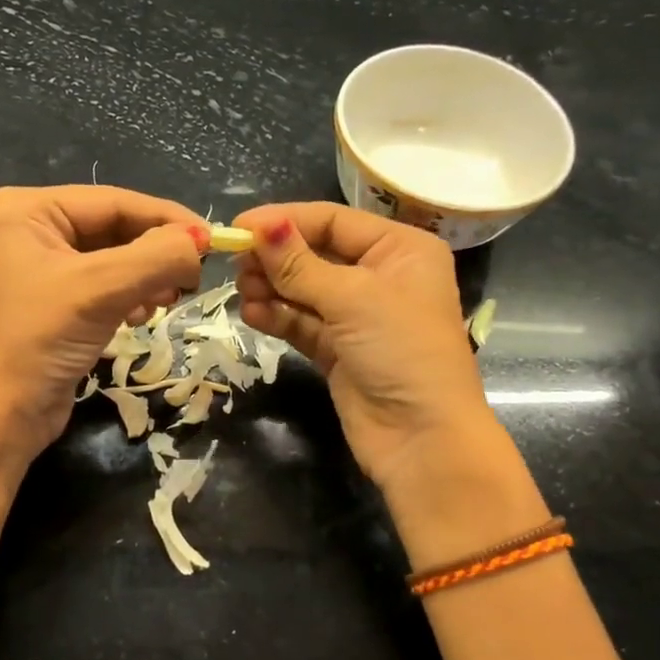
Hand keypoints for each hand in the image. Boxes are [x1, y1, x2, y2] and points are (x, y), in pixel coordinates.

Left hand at [0, 185, 207, 463]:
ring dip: (147, 277)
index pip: (112, 201)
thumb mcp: (102, 289)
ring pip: (115, 257)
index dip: (166, 218)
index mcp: (26, 210)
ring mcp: (42, 266)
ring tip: (166, 301)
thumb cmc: (41, 340)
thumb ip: (157, 257)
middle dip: (155, 253)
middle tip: (193, 277)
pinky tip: (142, 316)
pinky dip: (131, 296)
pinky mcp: (55, 300)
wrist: (4, 416)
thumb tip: (200, 243)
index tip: (213, 239)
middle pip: (115, 228)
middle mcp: (30, 229)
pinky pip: (106, 284)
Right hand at [234, 202, 497, 493]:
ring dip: (272, 287)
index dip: (286, 221)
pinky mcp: (338, 350)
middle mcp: (380, 276)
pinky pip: (301, 322)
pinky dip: (277, 316)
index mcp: (400, 250)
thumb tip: (261, 227)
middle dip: (276, 258)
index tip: (239, 228)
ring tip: (242, 291)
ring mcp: (357, 316)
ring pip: (304, 289)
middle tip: (237, 263)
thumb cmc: (401, 351)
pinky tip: (252, 314)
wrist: (422, 438)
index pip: (333, 221)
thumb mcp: (352, 299)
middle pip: (315, 253)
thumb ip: (300, 265)